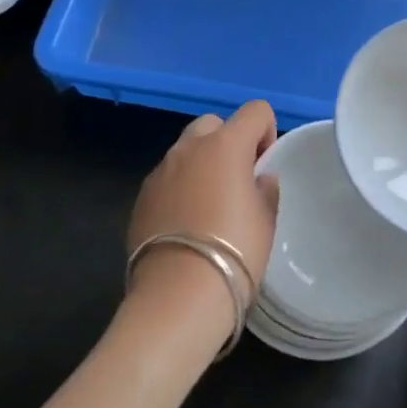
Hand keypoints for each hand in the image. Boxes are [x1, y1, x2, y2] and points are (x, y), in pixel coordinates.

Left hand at [126, 102, 279, 335]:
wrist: (178, 296)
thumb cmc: (235, 251)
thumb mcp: (266, 219)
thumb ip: (264, 189)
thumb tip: (258, 179)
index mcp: (225, 144)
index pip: (255, 111)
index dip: (266, 132)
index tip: (263, 167)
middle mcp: (189, 149)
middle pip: (213, 124)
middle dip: (227, 142)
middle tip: (236, 181)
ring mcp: (159, 172)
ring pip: (185, 152)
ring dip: (201, 166)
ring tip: (209, 207)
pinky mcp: (140, 198)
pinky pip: (167, 180)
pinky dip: (179, 189)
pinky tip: (185, 226)